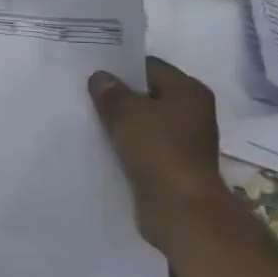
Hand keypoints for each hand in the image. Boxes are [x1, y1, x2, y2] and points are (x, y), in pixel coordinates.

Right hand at [88, 56, 225, 248]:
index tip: (92, 72)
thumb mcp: (126, 112)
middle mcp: (191, 112)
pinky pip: (143, 148)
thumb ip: (110, 92)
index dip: (121, 68)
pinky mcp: (172, 167)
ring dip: (121, 124)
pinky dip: (126, 147)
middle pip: (147, 95)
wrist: (180, 210)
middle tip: (86, 95)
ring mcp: (183, 142)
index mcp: (189, 91)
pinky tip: (102, 146)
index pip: (149, 67)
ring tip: (89, 120)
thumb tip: (100, 78)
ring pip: (144, 123)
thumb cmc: (158, 150)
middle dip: (119, 96)